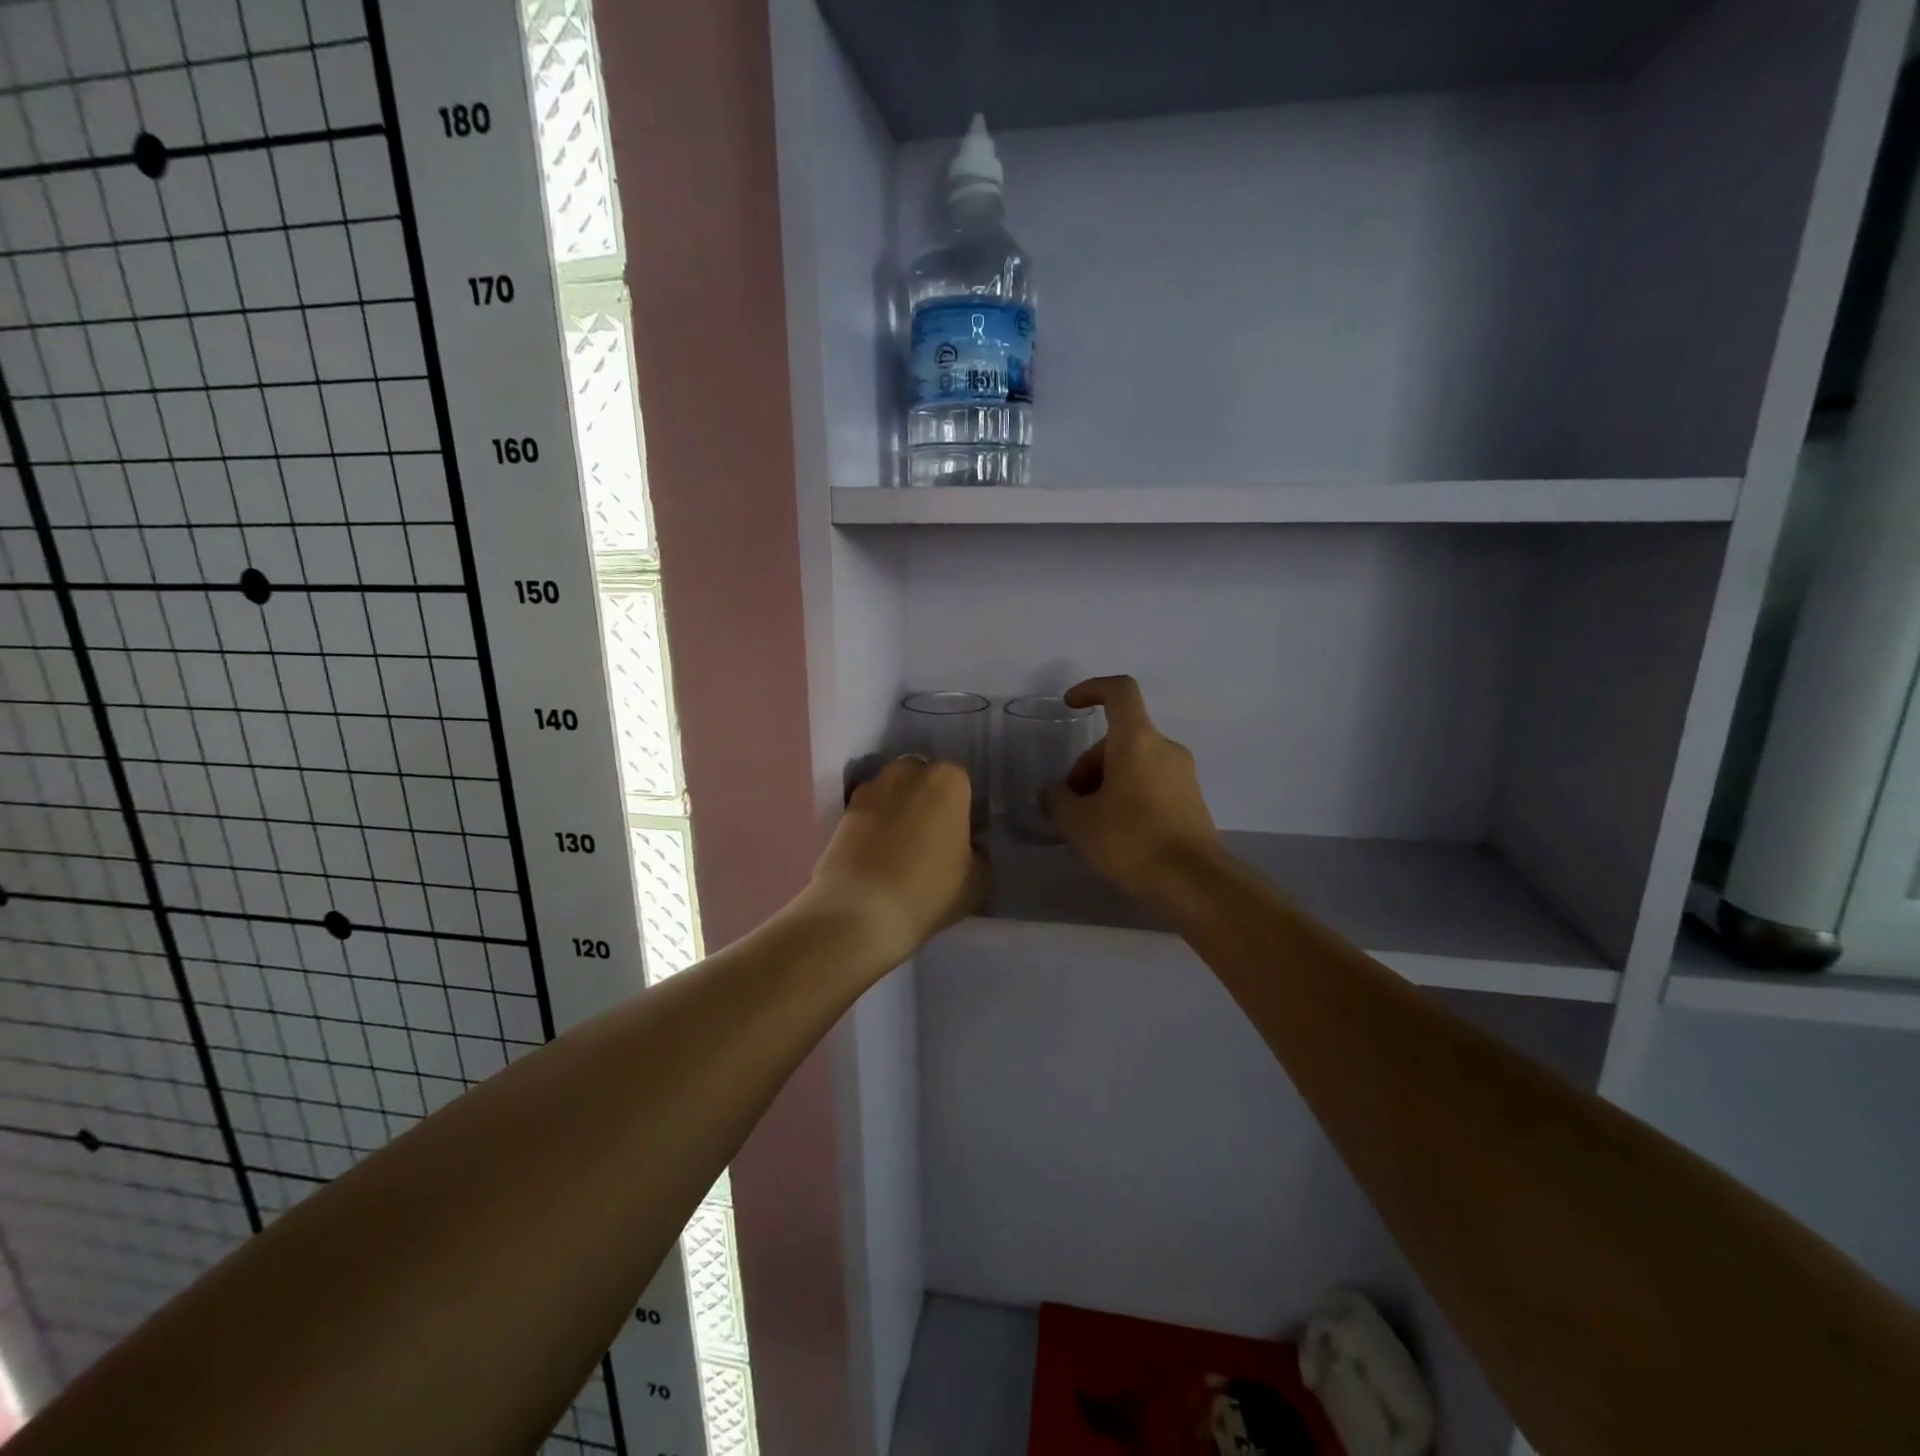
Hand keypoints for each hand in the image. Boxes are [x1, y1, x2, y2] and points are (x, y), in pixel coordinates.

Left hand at [808, 756, 987, 965]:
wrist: (860, 912)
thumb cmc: (928, 891)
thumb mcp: (976, 880)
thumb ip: (977, 855)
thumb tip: (968, 850)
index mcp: (947, 781)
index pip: (961, 782)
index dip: (961, 807)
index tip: (960, 832)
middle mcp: (907, 773)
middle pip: (922, 776)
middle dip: (926, 797)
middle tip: (931, 834)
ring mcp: (870, 790)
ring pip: (891, 790)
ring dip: (897, 807)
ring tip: (900, 845)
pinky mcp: (841, 812)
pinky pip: (867, 812)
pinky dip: (872, 825)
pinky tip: (876, 854)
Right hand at [1047, 675, 1223, 904]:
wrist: (1193, 882)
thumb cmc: (1131, 840)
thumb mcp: (1078, 821)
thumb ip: (1058, 799)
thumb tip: (1055, 792)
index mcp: (1136, 739)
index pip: (1119, 691)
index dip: (1092, 689)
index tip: (1070, 705)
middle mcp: (1164, 747)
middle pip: (1119, 738)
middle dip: (1088, 764)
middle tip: (1070, 804)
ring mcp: (1182, 773)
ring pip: (1134, 762)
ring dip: (1106, 782)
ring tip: (1090, 824)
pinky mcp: (1191, 799)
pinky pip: (1151, 782)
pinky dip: (1128, 794)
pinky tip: (1116, 832)